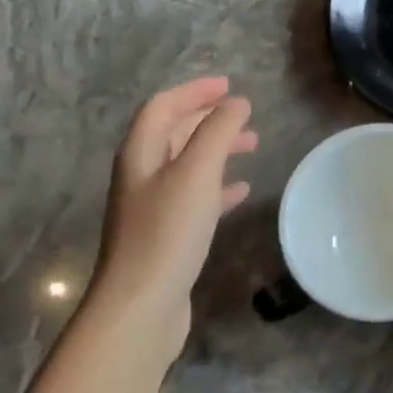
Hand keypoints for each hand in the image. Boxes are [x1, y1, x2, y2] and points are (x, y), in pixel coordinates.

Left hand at [85, 77, 257, 361]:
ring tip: (252, 146)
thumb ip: (217, 132)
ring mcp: (153, 208)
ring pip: (188, 165)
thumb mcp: (196, 173)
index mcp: (140, 154)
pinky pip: (195, 198)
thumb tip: (237, 103)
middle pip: (174, 134)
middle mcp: (142, 176)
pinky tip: (241, 191)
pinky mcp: (167, 236)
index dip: (194, 92)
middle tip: (245, 114)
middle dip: (208, 119)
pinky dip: (219, 187)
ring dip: (217, 150)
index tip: (229, 86)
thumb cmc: (167, 233)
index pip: (163, 107)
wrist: (141, 306)